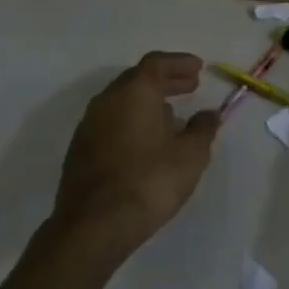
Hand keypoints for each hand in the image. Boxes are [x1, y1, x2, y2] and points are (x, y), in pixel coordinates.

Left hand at [49, 52, 220, 260]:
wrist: (94, 225)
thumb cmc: (150, 181)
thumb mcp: (191, 155)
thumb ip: (202, 129)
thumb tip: (208, 114)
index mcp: (134, 93)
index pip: (156, 63)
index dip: (179, 63)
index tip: (198, 68)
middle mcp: (107, 101)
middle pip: (137, 79)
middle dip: (165, 80)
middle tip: (190, 86)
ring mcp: (89, 125)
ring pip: (122, 101)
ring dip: (148, 102)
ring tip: (172, 115)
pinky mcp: (80, 150)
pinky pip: (112, 122)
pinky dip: (132, 120)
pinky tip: (147, 141)